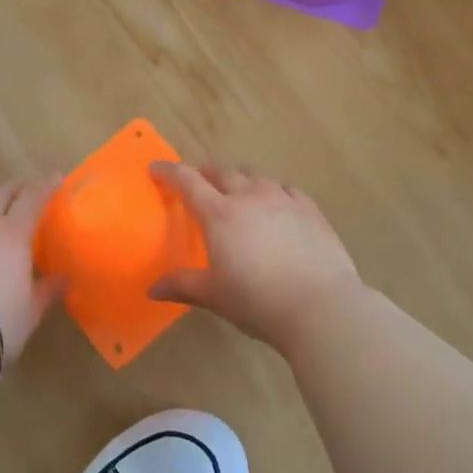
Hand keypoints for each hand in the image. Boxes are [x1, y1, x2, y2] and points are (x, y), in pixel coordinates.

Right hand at [147, 162, 364, 352]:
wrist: (320, 306)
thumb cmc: (258, 301)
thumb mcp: (215, 296)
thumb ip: (183, 286)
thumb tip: (152, 289)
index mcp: (219, 214)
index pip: (188, 181)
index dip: (169, 171)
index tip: (156, 167)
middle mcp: (249, 196)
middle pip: (222, 171)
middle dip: (205, 172)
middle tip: (198, 183)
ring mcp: (283, 199)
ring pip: (255, 175)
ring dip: (240, 179)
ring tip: (237, 193)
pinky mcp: (310, 208)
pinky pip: (286, 188)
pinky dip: (273, 191)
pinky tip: (276, 205)